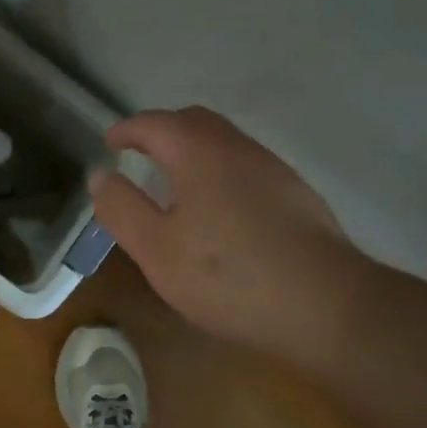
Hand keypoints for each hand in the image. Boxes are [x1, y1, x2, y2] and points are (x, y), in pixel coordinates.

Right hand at [90, 106, 363, 353]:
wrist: (326, 306)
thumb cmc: (227, 276)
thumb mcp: (156, 249)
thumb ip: (122, 208)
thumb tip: (100, 175)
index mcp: (199, 153)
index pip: (155, 123)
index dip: (127, 129)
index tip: (109, 143)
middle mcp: (238, 149)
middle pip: (194, 122)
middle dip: (162, 131)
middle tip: (139, 155)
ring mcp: (273, 170)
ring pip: (224, 142)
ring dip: (193, 151)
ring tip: (174, 183)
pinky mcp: (296, 195)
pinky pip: (245, 166)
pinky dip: (218, 170)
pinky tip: (218, 210)